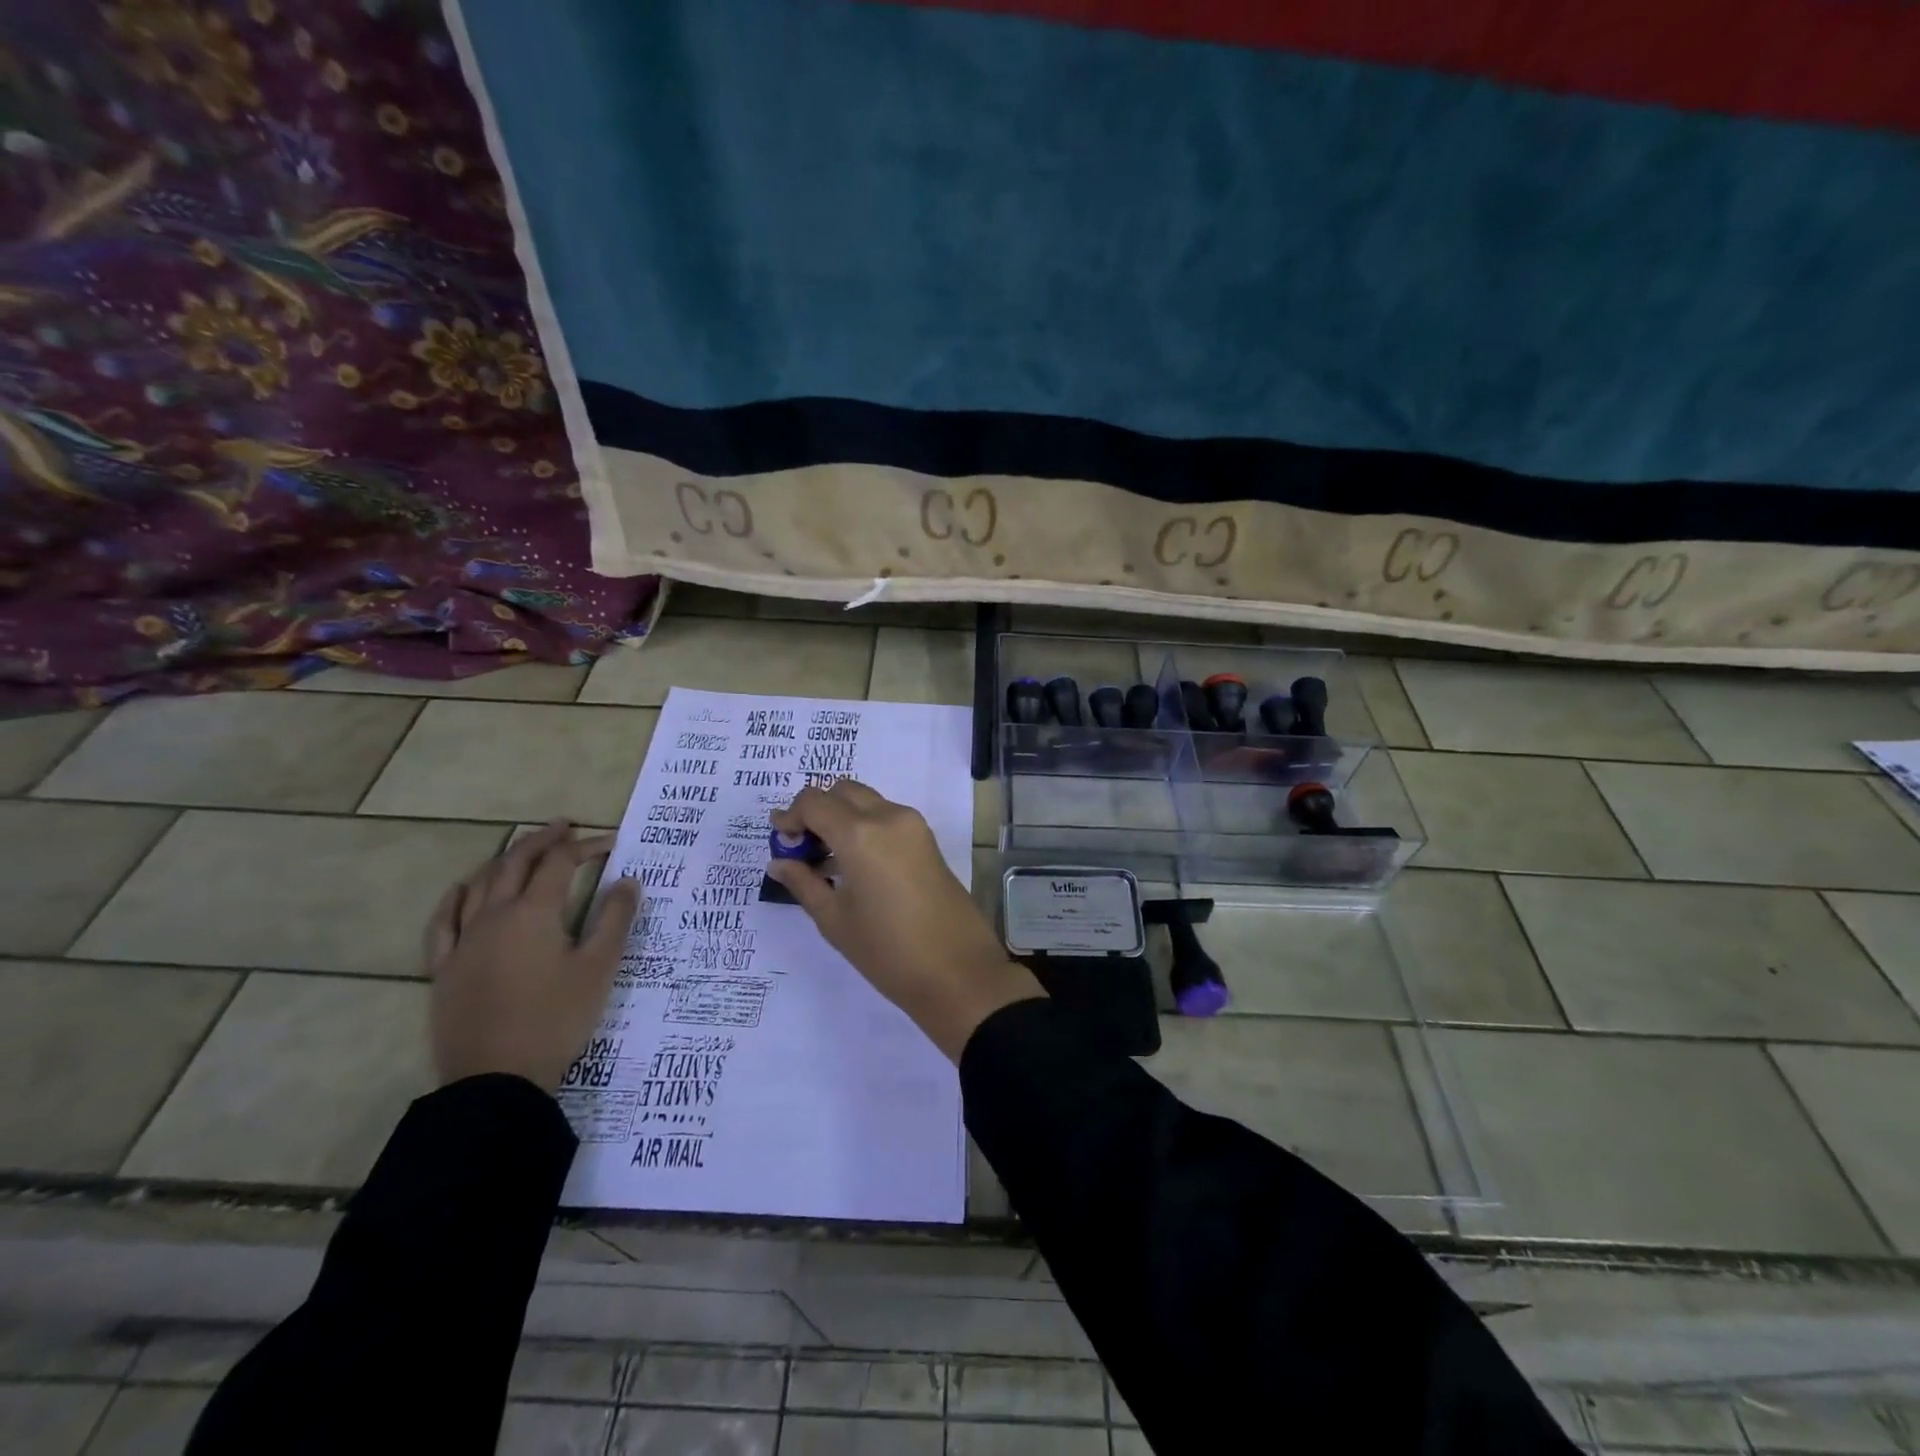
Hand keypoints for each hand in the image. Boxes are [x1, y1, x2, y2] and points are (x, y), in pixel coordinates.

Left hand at [425, 821, 640, 1090]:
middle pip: (515, 863)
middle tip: (563, 827)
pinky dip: (455, 898)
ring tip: (521, 852)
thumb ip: (614, 919)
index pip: (560, 864)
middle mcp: (494, 916)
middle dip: (541, 841)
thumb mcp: (599, 968)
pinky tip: (462, 890)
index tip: (611, 842)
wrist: (496, 1080)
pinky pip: (443, 922)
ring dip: (503, 861)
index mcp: (533, 913)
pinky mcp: (444, 969)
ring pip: (478, 885)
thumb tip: (628, 880)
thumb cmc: (556, 1019)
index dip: (586, 846)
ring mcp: (463, 942)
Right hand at [767, 781, 1041, 1060]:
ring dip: (841, 817)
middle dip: (817, 811)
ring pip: (867, 801)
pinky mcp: (928, 839)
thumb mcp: (835, 920)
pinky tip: (854, 864)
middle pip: (842, 792)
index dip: (791, 816)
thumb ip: (804, 883)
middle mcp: (888, 816)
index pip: (814, 802)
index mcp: (860, 834)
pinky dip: (864, 826)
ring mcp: (913, 825)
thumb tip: (779, 861)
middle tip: (803, 848)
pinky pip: (887, 817)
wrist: (958, 971)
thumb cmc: (888, 951)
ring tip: (826, 861)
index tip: (781, 842)